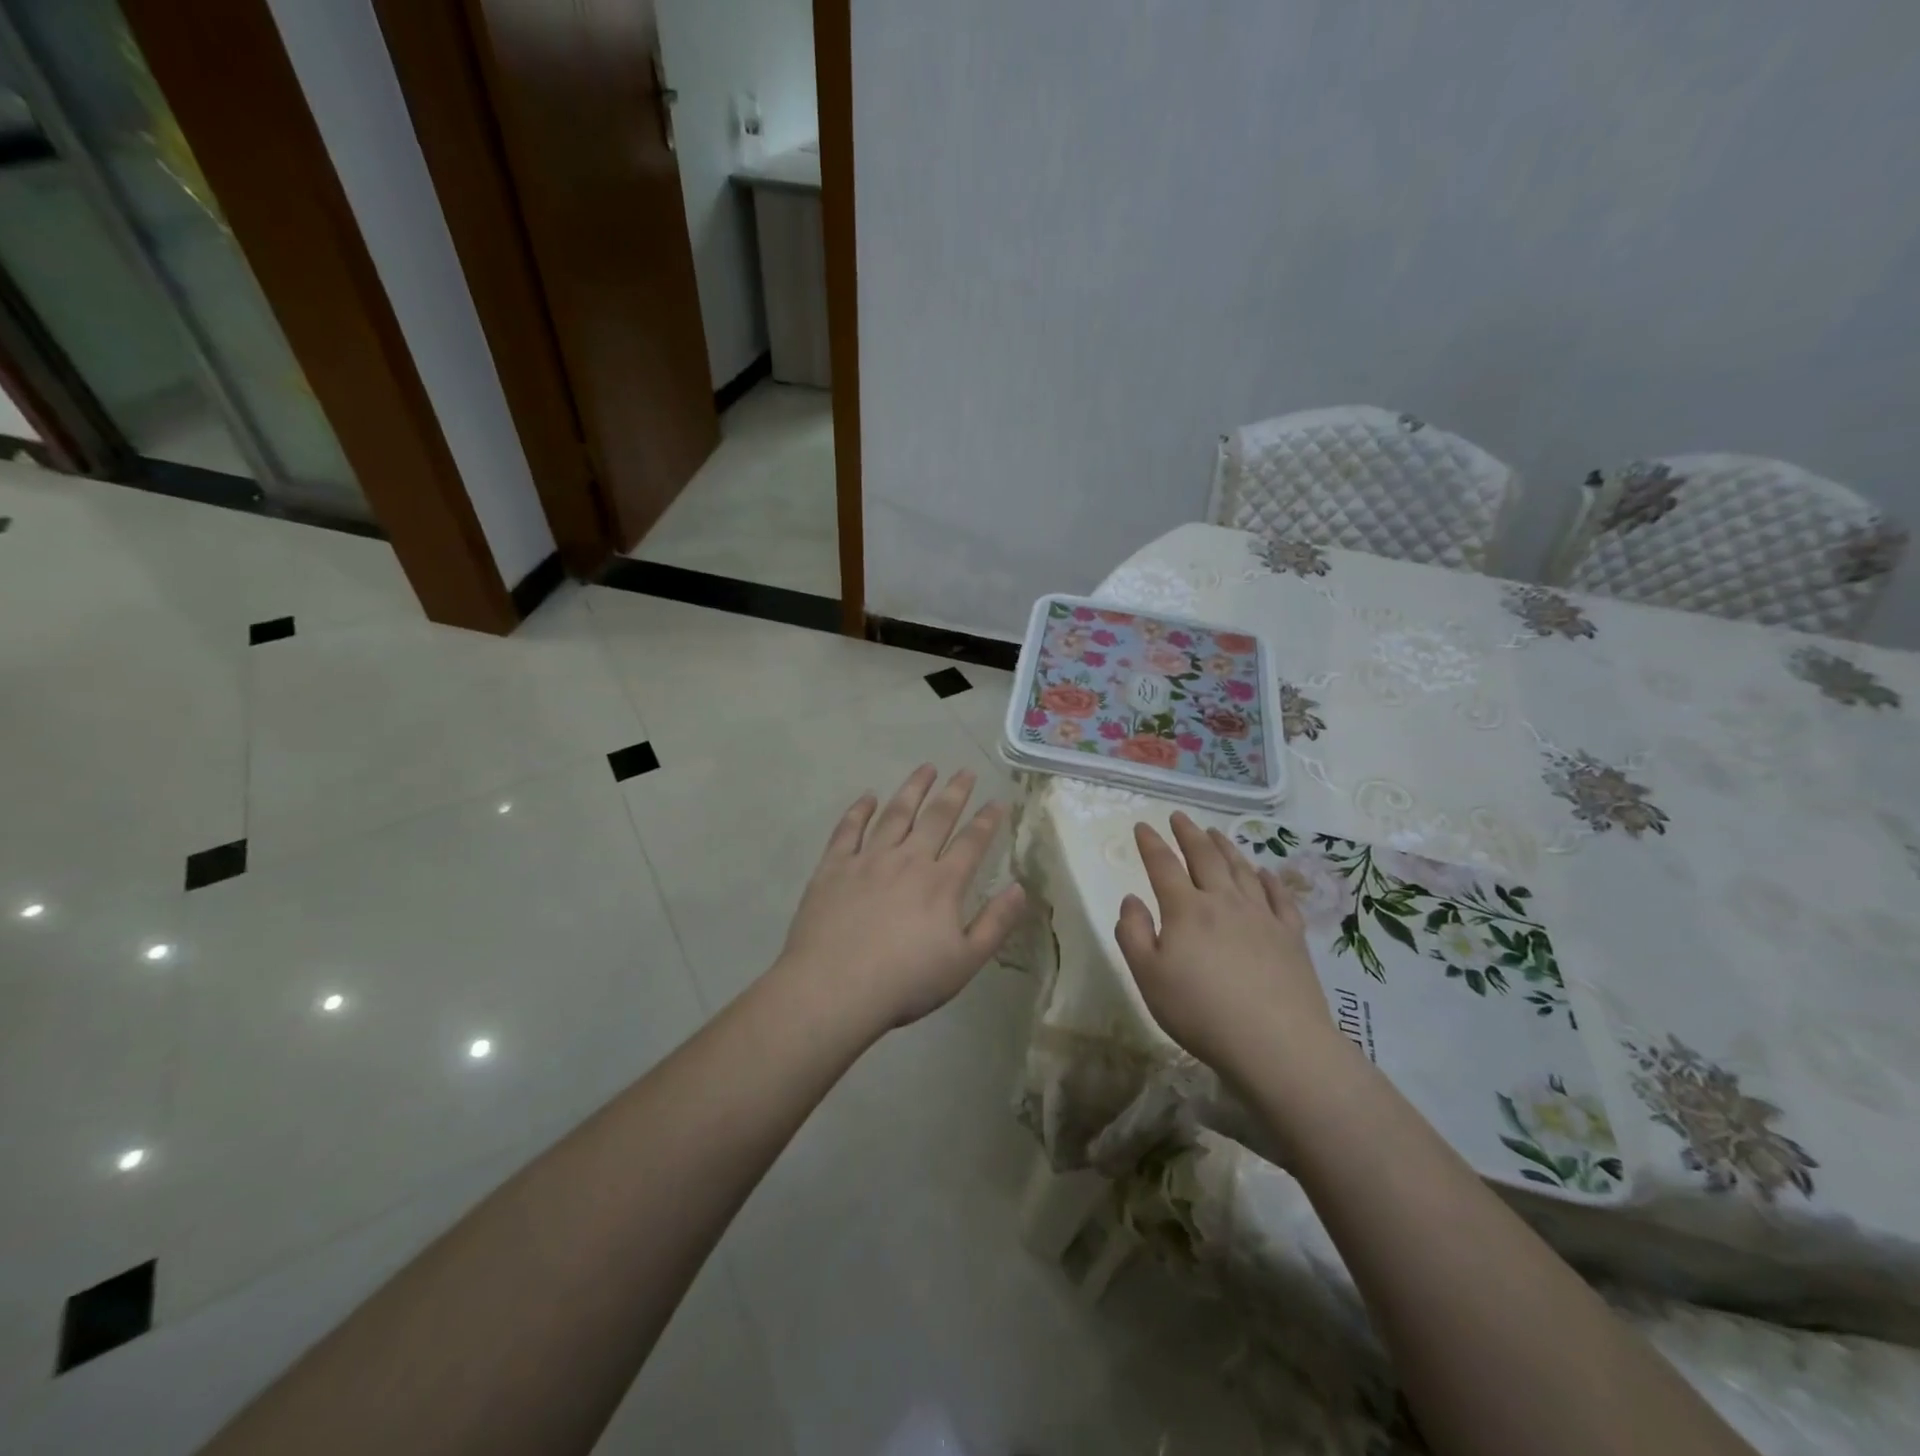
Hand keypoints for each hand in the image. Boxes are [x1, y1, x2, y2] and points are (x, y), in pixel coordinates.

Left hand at [777, 765, 1026, 1033]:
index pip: (972, 842)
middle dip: (954, 792)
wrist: (835, 989)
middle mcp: (908, 860)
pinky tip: (867, 797)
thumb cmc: (905, 982)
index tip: (997, 800)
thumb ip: (995, 923)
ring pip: (895, 813)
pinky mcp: (834, 867)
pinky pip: (848, 829)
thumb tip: (1021, 888)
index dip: (987, 820)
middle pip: (936, 817)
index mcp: (942, 883)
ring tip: (926, 768)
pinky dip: (859, 810)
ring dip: (913, 788)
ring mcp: (868, 859)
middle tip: (965, 771)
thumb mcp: (964, 962)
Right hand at [1114, 812, 1343, 1084]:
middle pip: (1205, 857)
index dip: (1151, 844)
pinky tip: (1265, 872)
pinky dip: (1269, 879)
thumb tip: (1131, 899)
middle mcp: (1224, 902)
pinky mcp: (1291, 936)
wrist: (1276, 1043)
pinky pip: (1279, 897)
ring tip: (1215, 833)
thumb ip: (1132, 933)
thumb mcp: (1148, 976)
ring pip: (1241, 870)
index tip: (1142, 826)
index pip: (1163, 866)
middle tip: (1180, 817)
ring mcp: (1262, 916)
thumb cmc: (1200, 1012)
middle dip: (1189, 834)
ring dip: (1226, 847)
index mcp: (1186, 910)